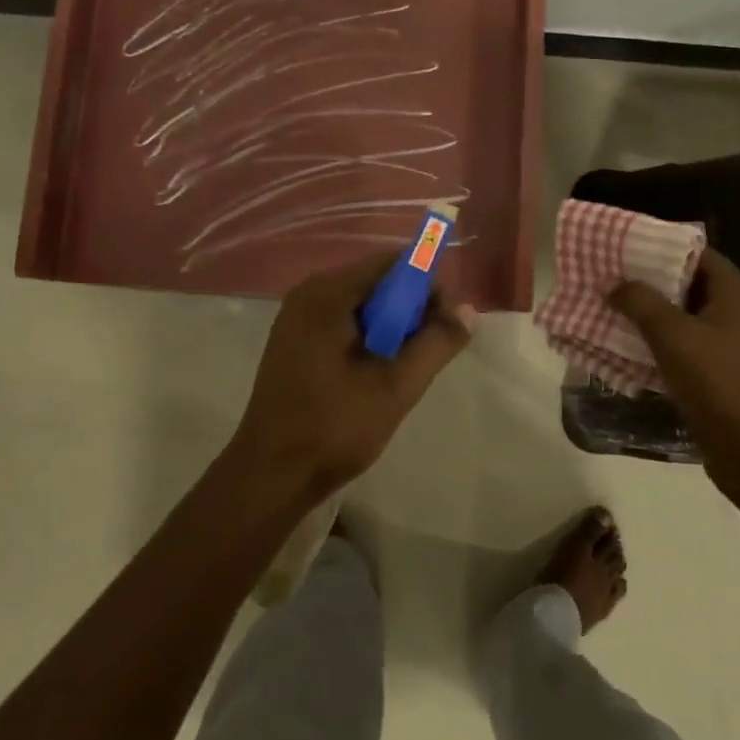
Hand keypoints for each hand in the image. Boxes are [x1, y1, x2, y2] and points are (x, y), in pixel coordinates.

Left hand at [231, 249, 475, 503]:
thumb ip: (436, 343)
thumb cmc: (333, 427)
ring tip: (406, 366)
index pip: (391, 263)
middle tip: (431, 350)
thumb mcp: (396, 386)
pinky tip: (377, 372)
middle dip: (410, 308)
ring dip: (391, 326)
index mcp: (327, 294)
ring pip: (361, 304)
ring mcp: (297, 317)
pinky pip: (343, 322)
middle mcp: (308, 294)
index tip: (447, 322)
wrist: (271, 475)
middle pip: (376, 281)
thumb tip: (469, 310)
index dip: (427, 284)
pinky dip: (368, 337)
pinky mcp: (295, 341)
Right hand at [609, 249, 739, 498]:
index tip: (625, 249)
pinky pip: (688, 345)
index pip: (697, 253)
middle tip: (612, 278)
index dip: (661, 248)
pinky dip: (662, 342)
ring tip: (613, 308)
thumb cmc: (716, 382)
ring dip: (653, 314)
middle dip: (651, 282)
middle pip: (690, 284)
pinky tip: (630, 345)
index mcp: (737, 293)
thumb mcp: (672, 335)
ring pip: (687, 317)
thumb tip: (615, 284)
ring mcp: (734, 343)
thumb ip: (641, 303)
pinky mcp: (724, 371)